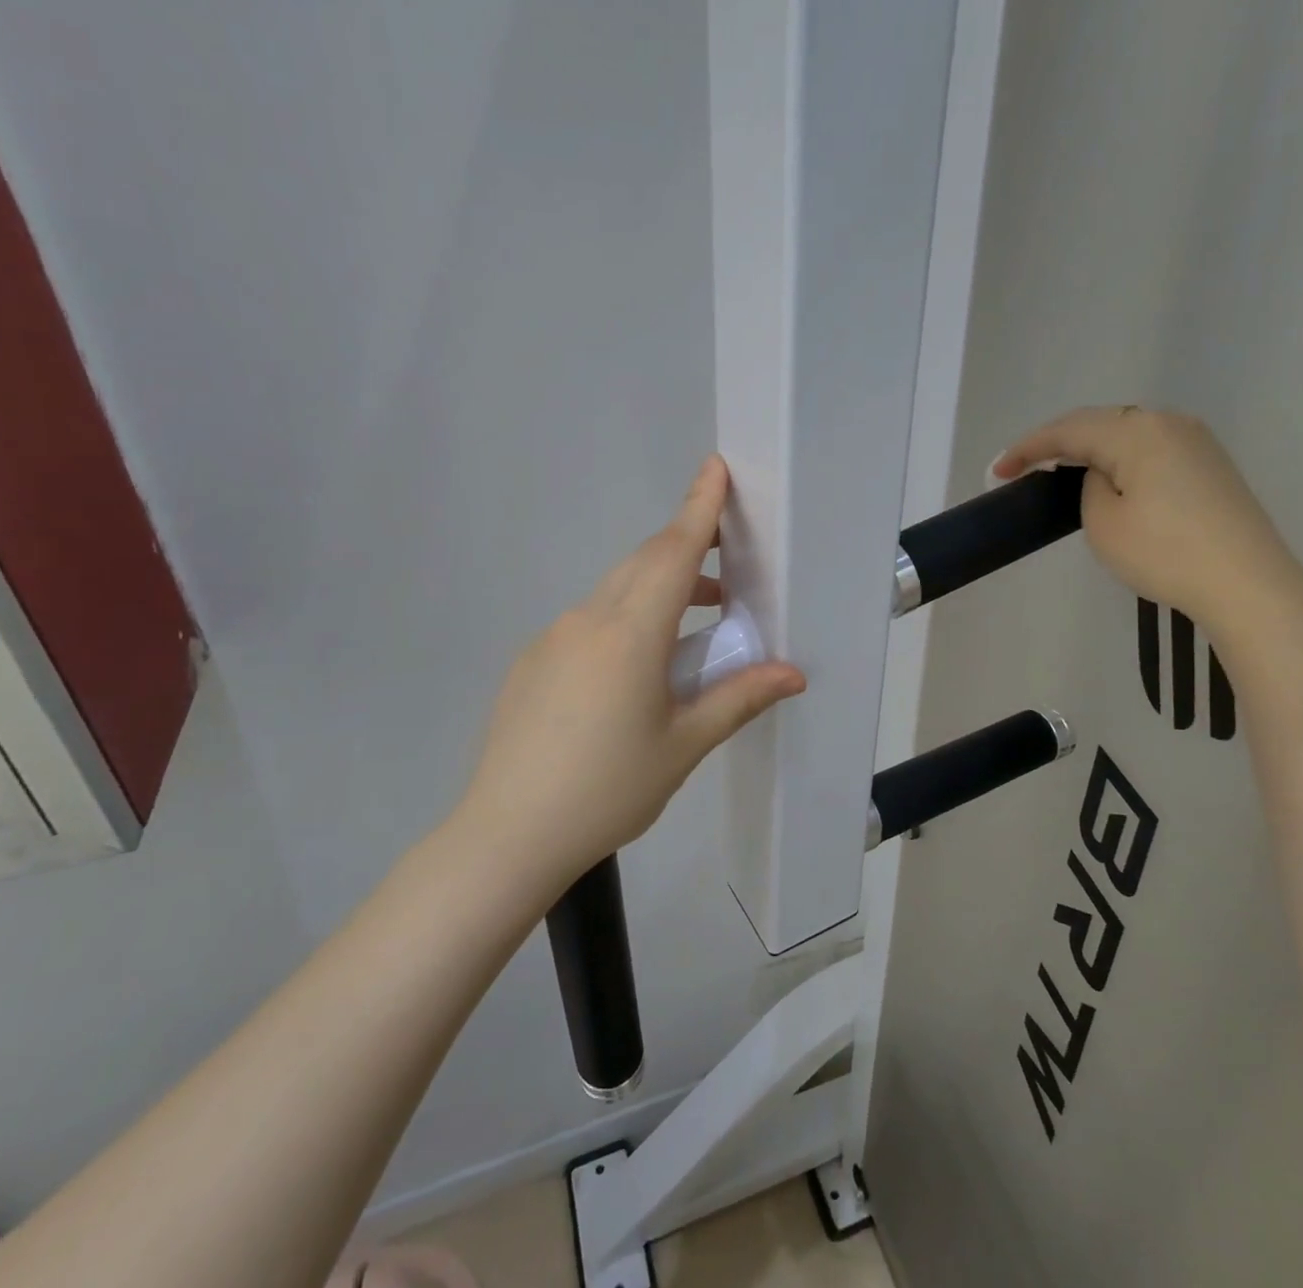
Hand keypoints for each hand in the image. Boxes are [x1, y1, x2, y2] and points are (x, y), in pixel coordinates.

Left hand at [458, 456, 805, 889]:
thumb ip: (739, 698)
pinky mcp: (532, 662)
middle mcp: (588, 620)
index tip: (715, 468)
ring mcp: (552, 639)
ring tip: (694, 623)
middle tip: (725, 563)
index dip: (698, 508)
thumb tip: (793, 674)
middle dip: (685, 548)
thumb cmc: (608, 788)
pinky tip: (633, 673)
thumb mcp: (684, 744)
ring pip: (614, 593)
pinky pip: (588, 623)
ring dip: (657, 591)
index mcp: (630, 634)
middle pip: (643, 564)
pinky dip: (623, 621)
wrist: (508, 834)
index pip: (673, 553)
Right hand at [994, 406, 1302, 638]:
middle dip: (1056, 443)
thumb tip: (1103, 475)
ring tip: (1058, 470)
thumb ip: (1089, 486)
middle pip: (1098, 423)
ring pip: (1126, 432)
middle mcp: (1168, 422)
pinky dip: (1119, 458)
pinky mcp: (1210, 464)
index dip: (1027, 448)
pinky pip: (1150, 448)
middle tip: (1022, 467)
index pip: (1068, 430)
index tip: (997, 471)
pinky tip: (1108, 476)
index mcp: (1137, 431)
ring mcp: (1195, 441)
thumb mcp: (1103, 522)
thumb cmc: (1165, 553)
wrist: (1247, 585)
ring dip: (1089, 448)